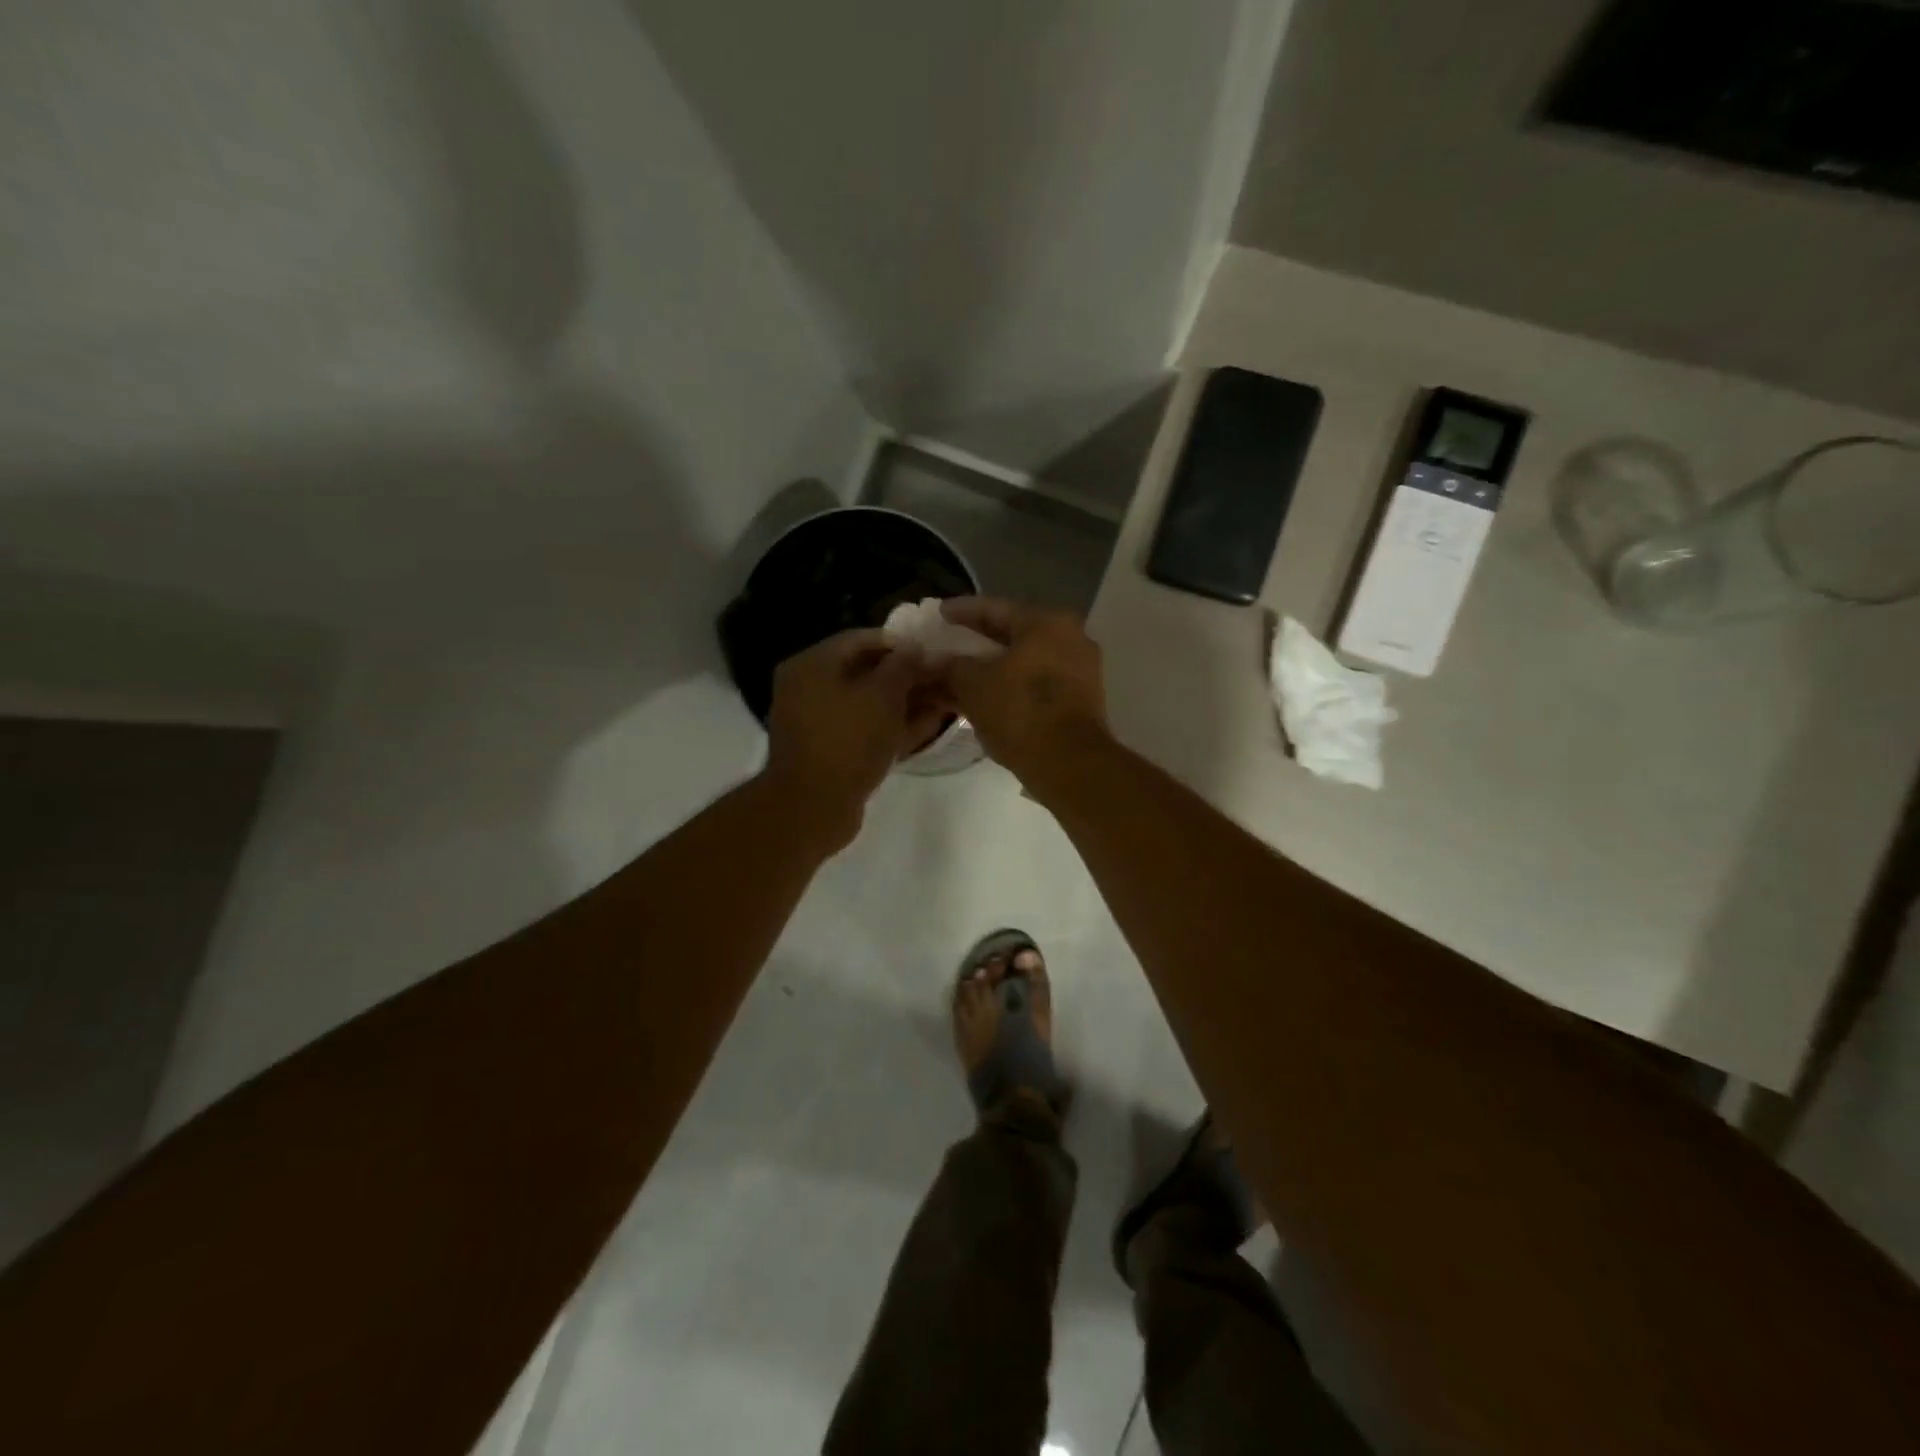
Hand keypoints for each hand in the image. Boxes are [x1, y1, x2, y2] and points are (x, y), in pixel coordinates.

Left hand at [764, 630, 944, 848]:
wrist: (814, 807)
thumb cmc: (848, 740)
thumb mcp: (883, 695)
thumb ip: (903, 666)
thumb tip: (915, 648)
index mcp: (811, 665)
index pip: (860, 639)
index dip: (898, 643)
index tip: (931, 651)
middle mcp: (809, 688)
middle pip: (864, 672)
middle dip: (905, 676)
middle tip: (941, 677)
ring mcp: (818, 723)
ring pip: (868, 704)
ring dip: (904, 702)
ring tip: (942, 701)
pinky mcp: (830, 751)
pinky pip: (865, 729)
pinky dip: (892, 726)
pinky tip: (927, 726)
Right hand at [940, 598, 1109, 796]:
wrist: (1069, 763)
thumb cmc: (1020, 711)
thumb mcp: (973, 684)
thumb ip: (950, 667)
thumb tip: (933, 662)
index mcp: (1047, 623)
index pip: (994, 608)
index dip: (961, 611)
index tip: (938, 613)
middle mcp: (1070, 639)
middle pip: (1013, 635)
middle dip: (977, 643)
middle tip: (948, 644)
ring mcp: (1080, 671)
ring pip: (1025, 663)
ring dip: (992, 669)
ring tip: (960, 676)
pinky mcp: (1081, 702)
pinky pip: (1037, 685)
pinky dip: (1010, 687)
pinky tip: (985, 698)